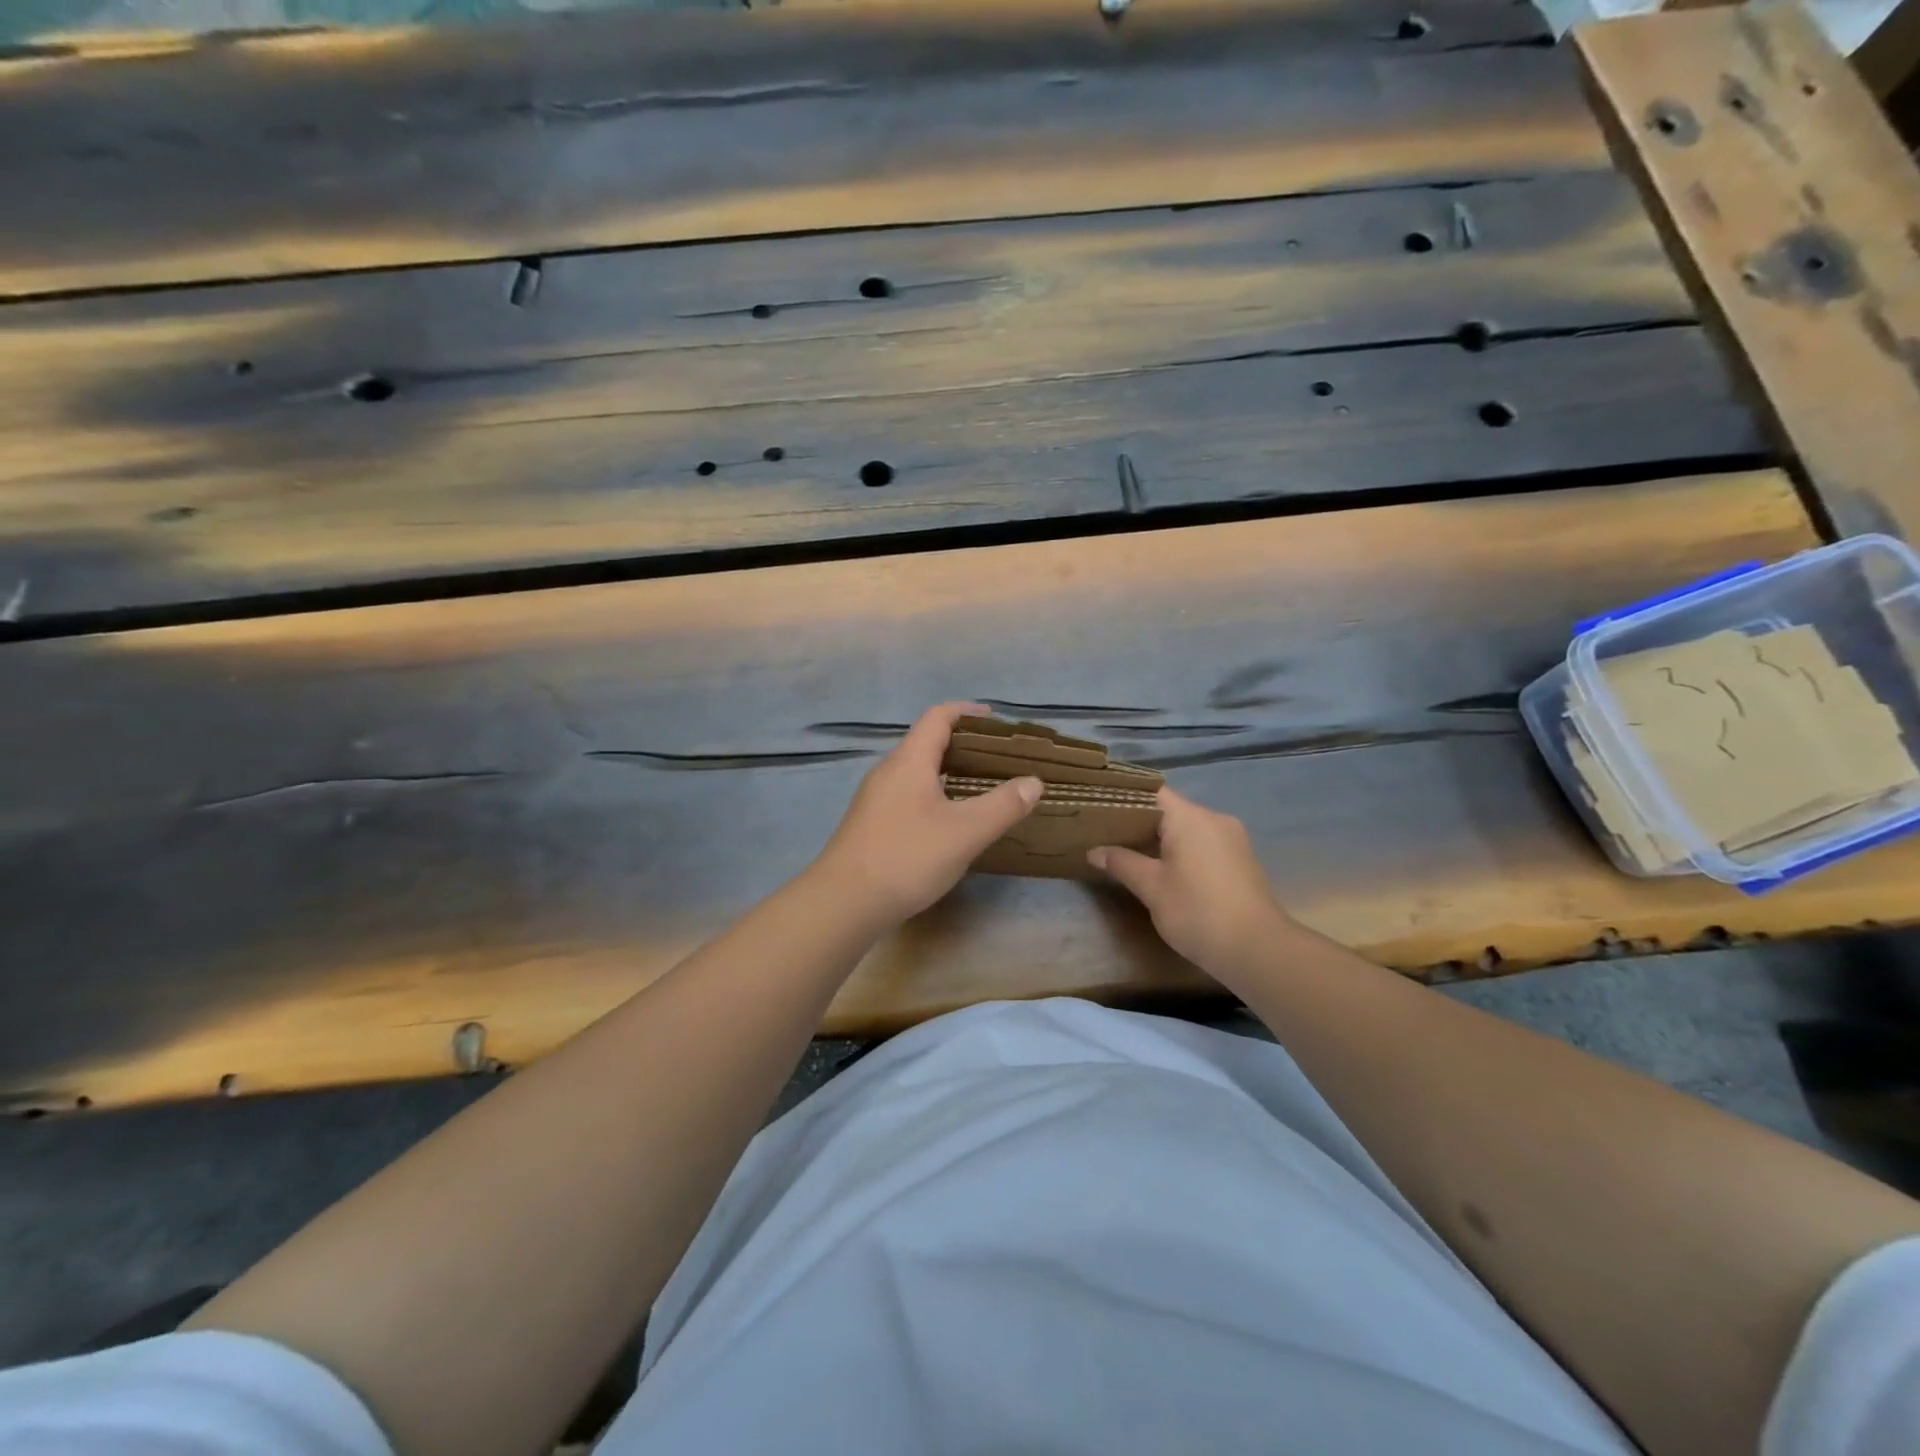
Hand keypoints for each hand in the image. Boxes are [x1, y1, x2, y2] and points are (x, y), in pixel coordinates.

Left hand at [812, 702, 1041, 928]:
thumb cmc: (907, 857)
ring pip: (916, 773)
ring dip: (947, 773)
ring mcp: (874, 799)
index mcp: (909, 761)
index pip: (938, 717)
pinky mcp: (869, 825)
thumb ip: (1003, 805)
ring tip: (978, 790)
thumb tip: (1033, 782)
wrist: (844, 903)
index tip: (995, 720)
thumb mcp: (965, 832)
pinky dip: (932, 796)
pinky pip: (906, 796)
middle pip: (926, 743)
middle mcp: (888, 772)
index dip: (967, 712)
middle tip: (997, 760)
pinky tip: (948, 824)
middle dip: (962, 745)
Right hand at [1088, 787, 1294, 976]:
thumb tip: (1094, 851)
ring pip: (1189, 828)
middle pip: (1171, 810)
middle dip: (1141, 822)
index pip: (1152, 793)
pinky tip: (1167, 871)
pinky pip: (1205, 844)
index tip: (1101, 810)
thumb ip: (1122, 863)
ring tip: (1132, 854)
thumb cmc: (1197, 912)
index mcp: (1190, 818)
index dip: (1125, 799)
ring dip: (1163, 839)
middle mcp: (1214, 819)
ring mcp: (1233, 839)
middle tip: (1108, 836)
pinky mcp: (1242, 860)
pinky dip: (1184, 851)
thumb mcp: (1151, 888)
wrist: (1257, 950)